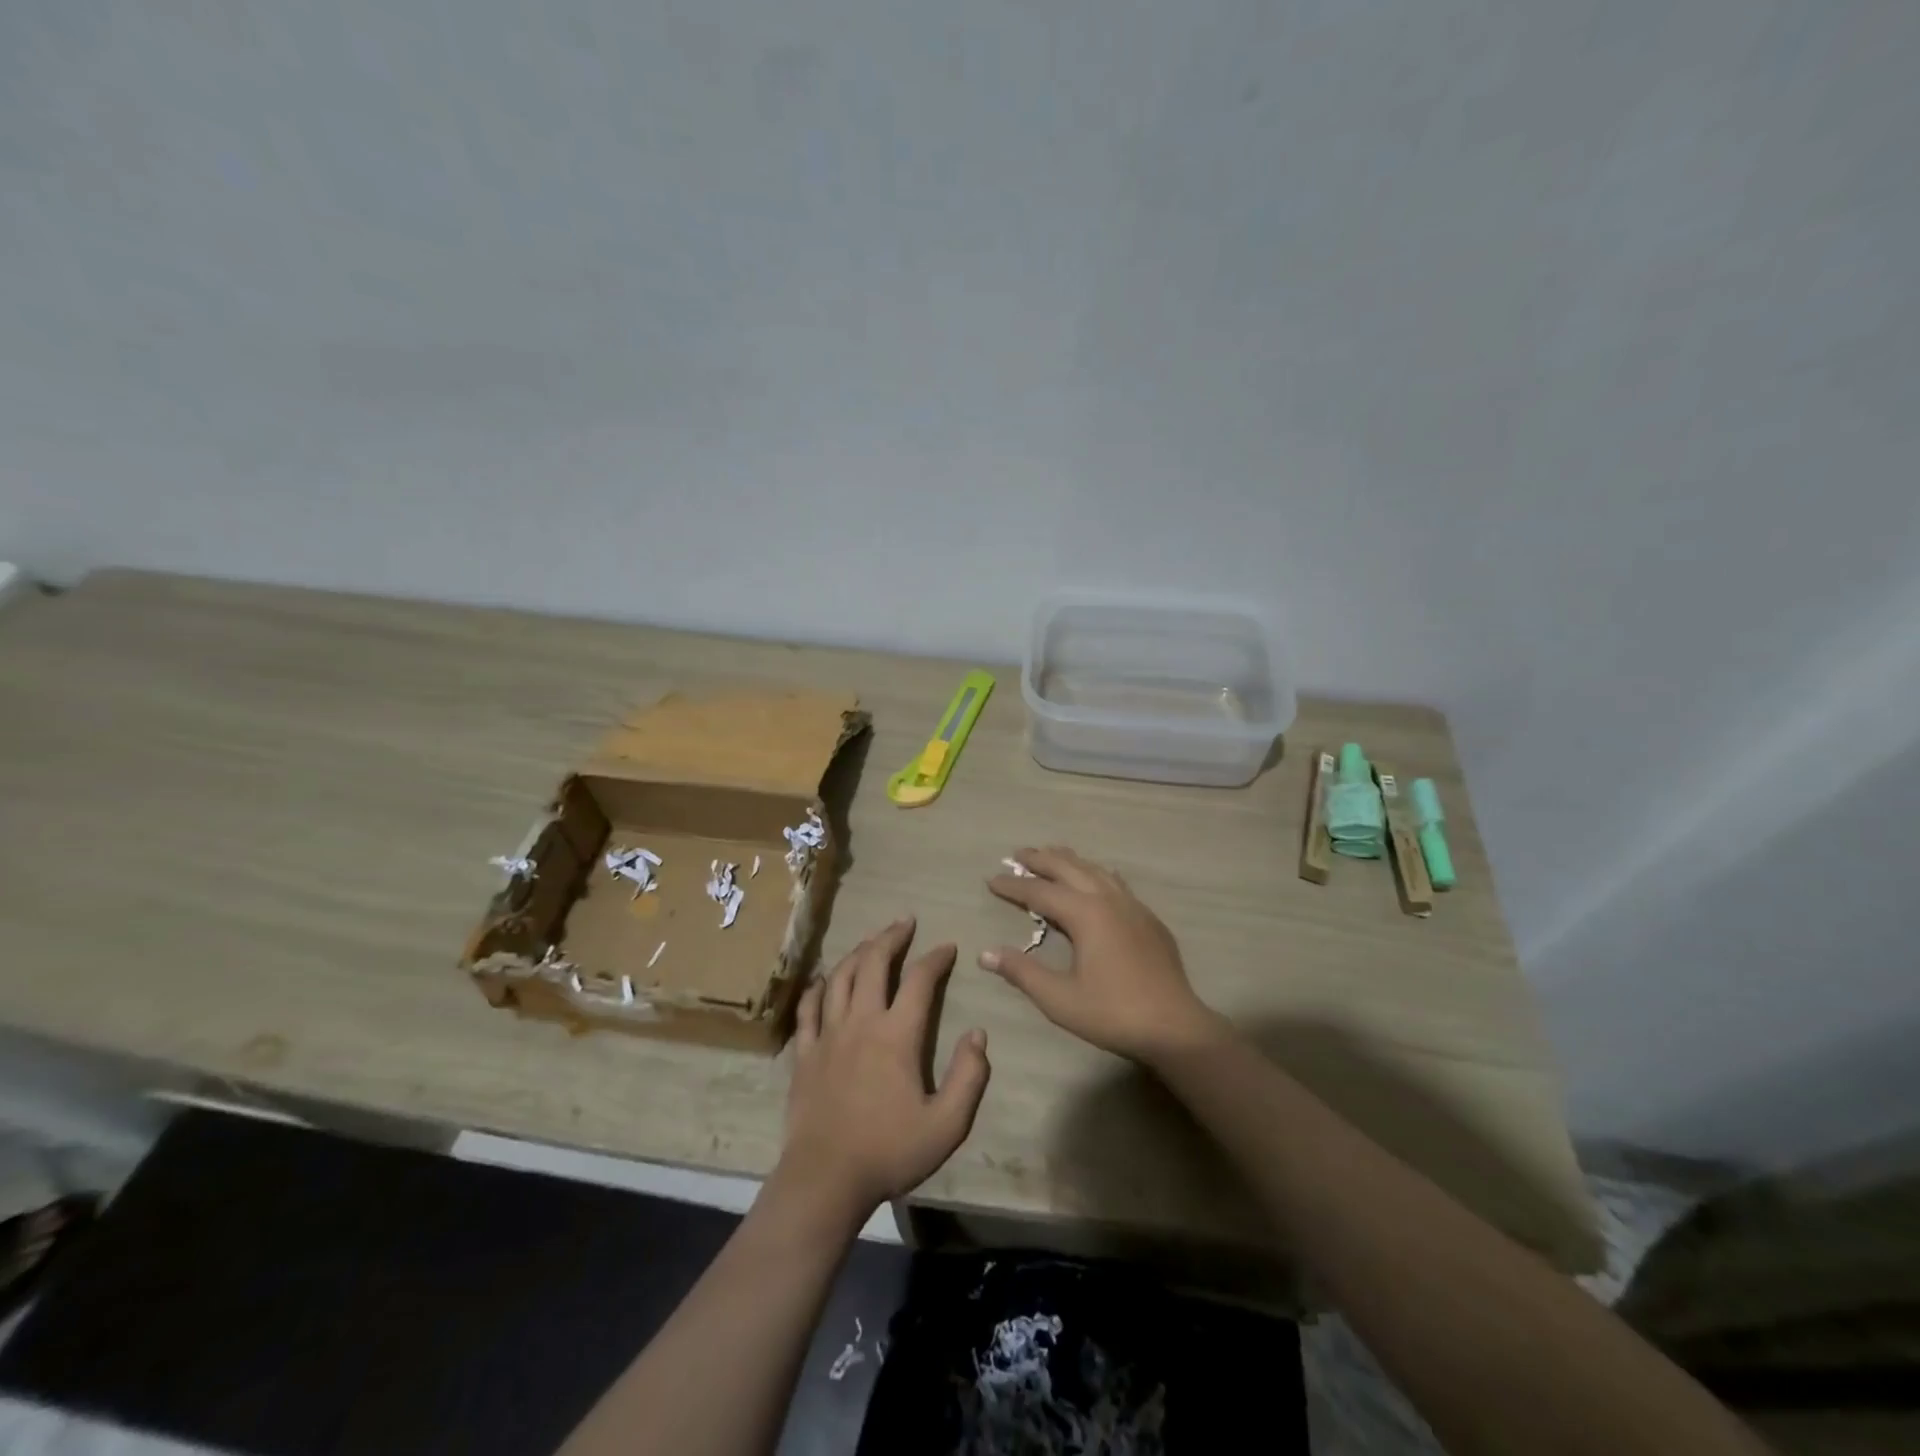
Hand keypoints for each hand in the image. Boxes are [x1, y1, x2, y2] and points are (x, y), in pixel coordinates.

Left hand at [779, 918, 990, 1224]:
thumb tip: (978, 1034)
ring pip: (840, 977)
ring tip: (871, 941)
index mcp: (897, 1035)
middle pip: (874, 963)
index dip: (936, 958)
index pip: (919, 980)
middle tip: (905, 922)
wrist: (826, 1179)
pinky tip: (823, 979)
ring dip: (858, 952)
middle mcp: (861, 1022)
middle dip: (891, 937)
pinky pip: (808, 1008)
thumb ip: (969, 1076)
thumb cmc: (890, 1151)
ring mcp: (828, 1035)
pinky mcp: (805, 1053)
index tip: (948, 947)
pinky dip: (817, 987)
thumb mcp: (947, 1124)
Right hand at [983, 846, 1223, 1063]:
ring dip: (1069, 861)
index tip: (991, 879)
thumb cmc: (1112, 1013)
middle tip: (1017, 854)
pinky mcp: (1148, 919)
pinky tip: (1097, 878)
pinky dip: (1095, 873)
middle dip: (1041, 860)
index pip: (1040, 892)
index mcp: (1085, 914)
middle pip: (1068, 868)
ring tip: (1052, 855)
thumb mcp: (1059, 998)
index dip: (1013, 886)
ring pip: (1095, 870)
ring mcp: (1132, 906)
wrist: (1175, 1027)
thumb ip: (1022, 972)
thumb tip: (985, 953)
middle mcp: (1108, 900)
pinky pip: (1116, 882)